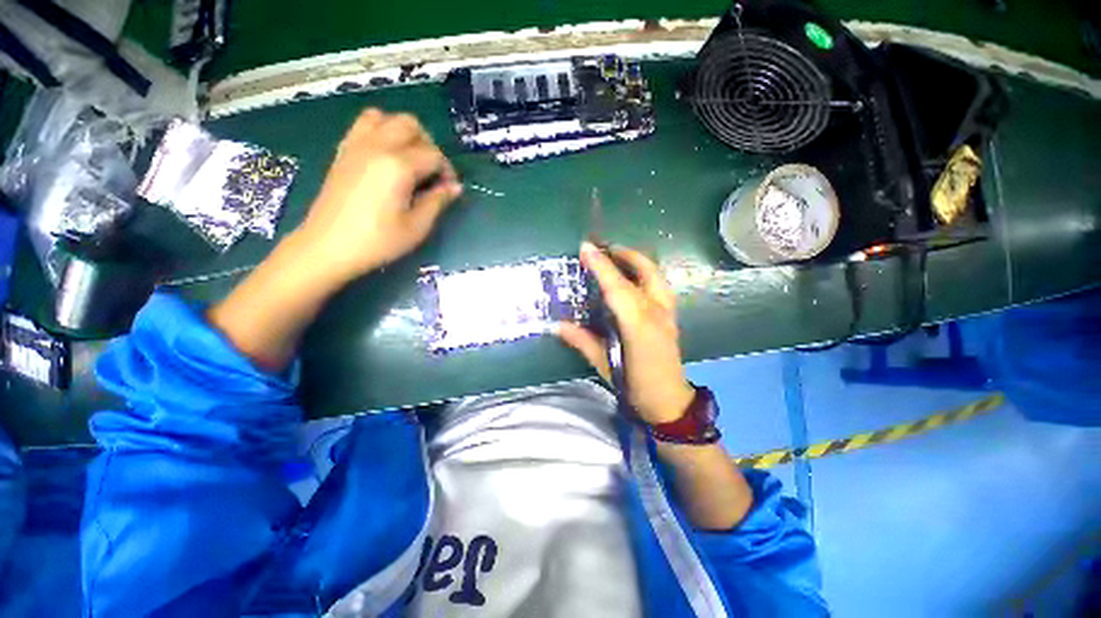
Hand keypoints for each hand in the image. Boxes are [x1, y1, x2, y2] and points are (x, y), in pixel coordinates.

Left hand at [294, 108, 462, 283]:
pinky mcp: (343, 151)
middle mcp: (377, 146)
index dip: (447, 171)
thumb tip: (455, 187)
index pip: (434, 154)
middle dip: (428, 145)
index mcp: (398, 166)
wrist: (328, 246)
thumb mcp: (417, 227)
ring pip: (385, 117)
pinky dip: (380, 132)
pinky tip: (386, 158)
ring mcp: (356, 145)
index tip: (448, 190)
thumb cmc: (378, 241)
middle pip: (410, 125)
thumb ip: (437, 201)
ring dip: (403, 132)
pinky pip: (364, 125)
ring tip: (409, 159)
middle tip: (431, 172)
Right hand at [558, 242, 695, 423]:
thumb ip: (582, 342)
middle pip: (644, 270)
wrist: (670, 402)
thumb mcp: (605, 365)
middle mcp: (656, 311)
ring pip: (655, 274)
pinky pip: (658, 283)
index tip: (586, 248)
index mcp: (638, 325)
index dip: (601, 265)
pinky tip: (632, 277)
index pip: (617, 287)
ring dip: (636, 260)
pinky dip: (644, 272)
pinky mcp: (672, 315)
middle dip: (623, 253)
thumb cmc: (635, 386)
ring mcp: (668, 311)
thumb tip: (558, 325)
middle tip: (603, 248)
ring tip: (616, 257)